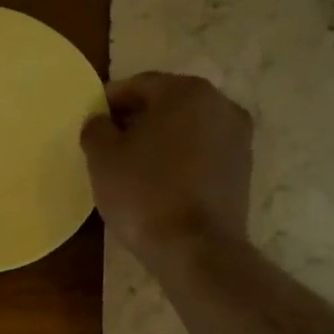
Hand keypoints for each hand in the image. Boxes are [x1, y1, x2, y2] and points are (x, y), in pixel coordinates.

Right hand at [81, 72, 253, 261]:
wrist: (195, 249)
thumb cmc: (144, 193)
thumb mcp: (103, 158)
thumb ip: (96, 128)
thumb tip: (101, 121)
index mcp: (186, 91)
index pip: (139, 85)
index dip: (109, 102)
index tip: (91, 122)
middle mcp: (220, 105)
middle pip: (167, 104)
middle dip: (137, 120)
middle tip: (108, 144)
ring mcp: (238, 138)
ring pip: (187, 129)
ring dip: (160, 140)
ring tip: (132, 166)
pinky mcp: (243, 170)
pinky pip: (201, 154)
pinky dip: (180, 160)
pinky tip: (158, 182)